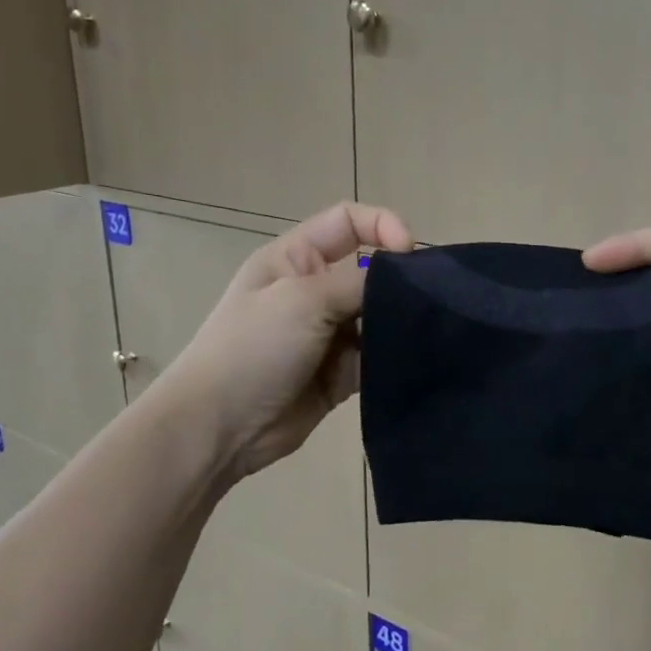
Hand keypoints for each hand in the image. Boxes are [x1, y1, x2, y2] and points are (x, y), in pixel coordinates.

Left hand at [165, 202, 413, 478]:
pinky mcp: (341, 373)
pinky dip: (395, 357)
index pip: (348, 222)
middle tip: (430, 299)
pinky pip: (377, 356)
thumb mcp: (302, 299)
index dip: (383, 225)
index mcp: (295, 259)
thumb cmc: (253, 348)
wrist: (220, 427)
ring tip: (427, 333)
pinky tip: (415, 361)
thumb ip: (358, 282)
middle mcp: (314, 291)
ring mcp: (328, 334)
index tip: (410, 252)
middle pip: (370, 271)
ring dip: (400, 323)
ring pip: (379, 316)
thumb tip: (405, 281)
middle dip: (400, 281)